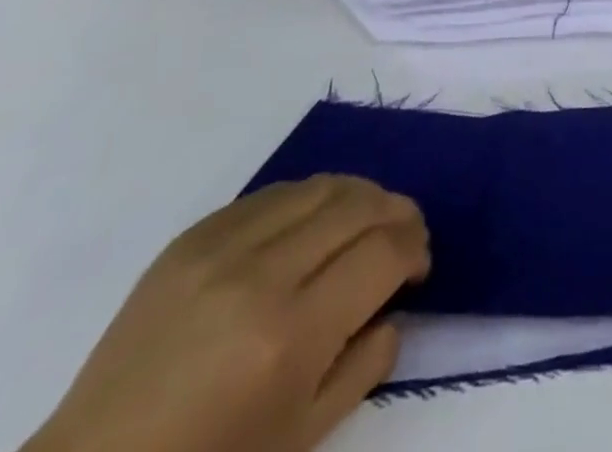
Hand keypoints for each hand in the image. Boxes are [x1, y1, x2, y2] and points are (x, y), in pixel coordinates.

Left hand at [25, 176, 428, 451]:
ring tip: (366, 219)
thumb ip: (364, 365)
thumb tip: (394, 306)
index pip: (383, 254)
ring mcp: (222, 247)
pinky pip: (273, 192)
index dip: (414, 249)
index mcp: (290, 336)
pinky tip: (313, 223)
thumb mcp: (302, 439)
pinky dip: (309, 198)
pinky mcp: (193, 234)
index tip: (418, 265)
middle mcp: (261, 274)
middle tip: (406, 233)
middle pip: (359, 205)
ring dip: (359, 195)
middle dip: (397, 212)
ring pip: (320, 185)